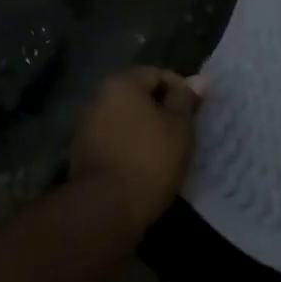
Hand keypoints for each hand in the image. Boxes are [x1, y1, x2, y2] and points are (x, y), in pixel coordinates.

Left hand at [68, 66, 205, 233]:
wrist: (106, 207)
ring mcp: (87, 124)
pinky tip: (143, 166)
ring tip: (165, 152)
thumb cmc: (149, 160)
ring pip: (125, 118)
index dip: (180, 90)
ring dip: (144, 129)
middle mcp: (99, 96)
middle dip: (161, 110)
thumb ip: (185, 100)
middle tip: (183, 133)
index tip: (195, 114)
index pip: (156, 74)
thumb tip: (198, 79)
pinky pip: (114, 139)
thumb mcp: (178, 127)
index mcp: (122, 82)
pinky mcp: (82, 151)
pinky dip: (129, 146)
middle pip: (138, 95)